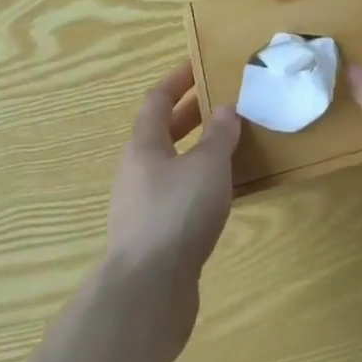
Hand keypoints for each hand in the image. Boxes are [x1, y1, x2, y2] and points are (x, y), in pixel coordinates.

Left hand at [104, 63, 240, 359]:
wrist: (147, 295)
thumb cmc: (177, 214)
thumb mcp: (208, 166)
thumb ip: (219, 136)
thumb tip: (225, 110)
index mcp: (143, 146)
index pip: (156, 100)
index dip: (176, 81)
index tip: (198, 66)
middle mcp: (136, 172)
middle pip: (159, 134)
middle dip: (187, 116)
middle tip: (218, 105)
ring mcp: (139, 209)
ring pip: (167, 168)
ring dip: (192, 153)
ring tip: (225, 149)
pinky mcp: (151, 241)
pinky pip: (174, 199)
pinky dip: (195, 187)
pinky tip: (218, 197)